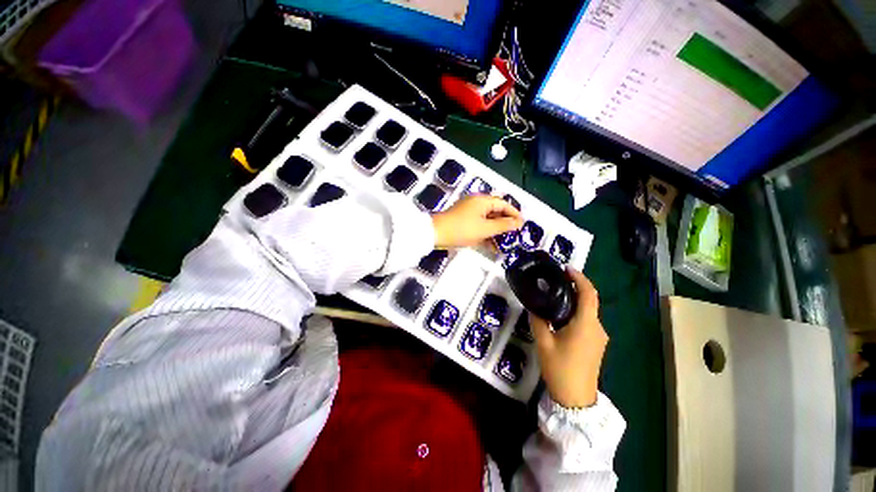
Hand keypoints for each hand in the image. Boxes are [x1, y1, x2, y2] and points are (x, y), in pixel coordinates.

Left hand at [431, 195, 522, 248]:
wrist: (435, 234)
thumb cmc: (462, 229)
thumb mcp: (485, 229)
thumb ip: (503, 225)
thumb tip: (519, 222)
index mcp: (482, 201)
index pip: (503, 204)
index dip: (514, 214)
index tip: (523, 225)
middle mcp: (476, 203)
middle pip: (495, 212)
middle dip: (505, 224)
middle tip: (515, 235)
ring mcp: (469, 212)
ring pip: (487, 220)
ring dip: (496, 231)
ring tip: (505, 243)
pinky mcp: (463, 221)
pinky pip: (478, 225)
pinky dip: (485, 234)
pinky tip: (492, 246)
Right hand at [530, 268, 607, 408]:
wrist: (576, 399)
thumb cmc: (560, 368)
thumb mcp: (543, 342)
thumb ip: (538, 320)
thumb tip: (535, 306)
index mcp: (585, 324)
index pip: (589, 294)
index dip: (579, 278)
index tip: (566, 268)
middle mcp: (597, 327)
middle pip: (589, 300)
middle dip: (574, 287)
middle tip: (554, 280)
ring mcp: (599, 336)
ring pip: (588, 311)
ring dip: (574, 300)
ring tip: (554, 295)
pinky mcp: (596, 343)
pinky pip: (587, 320)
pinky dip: (575, 311)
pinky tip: (560, 315)